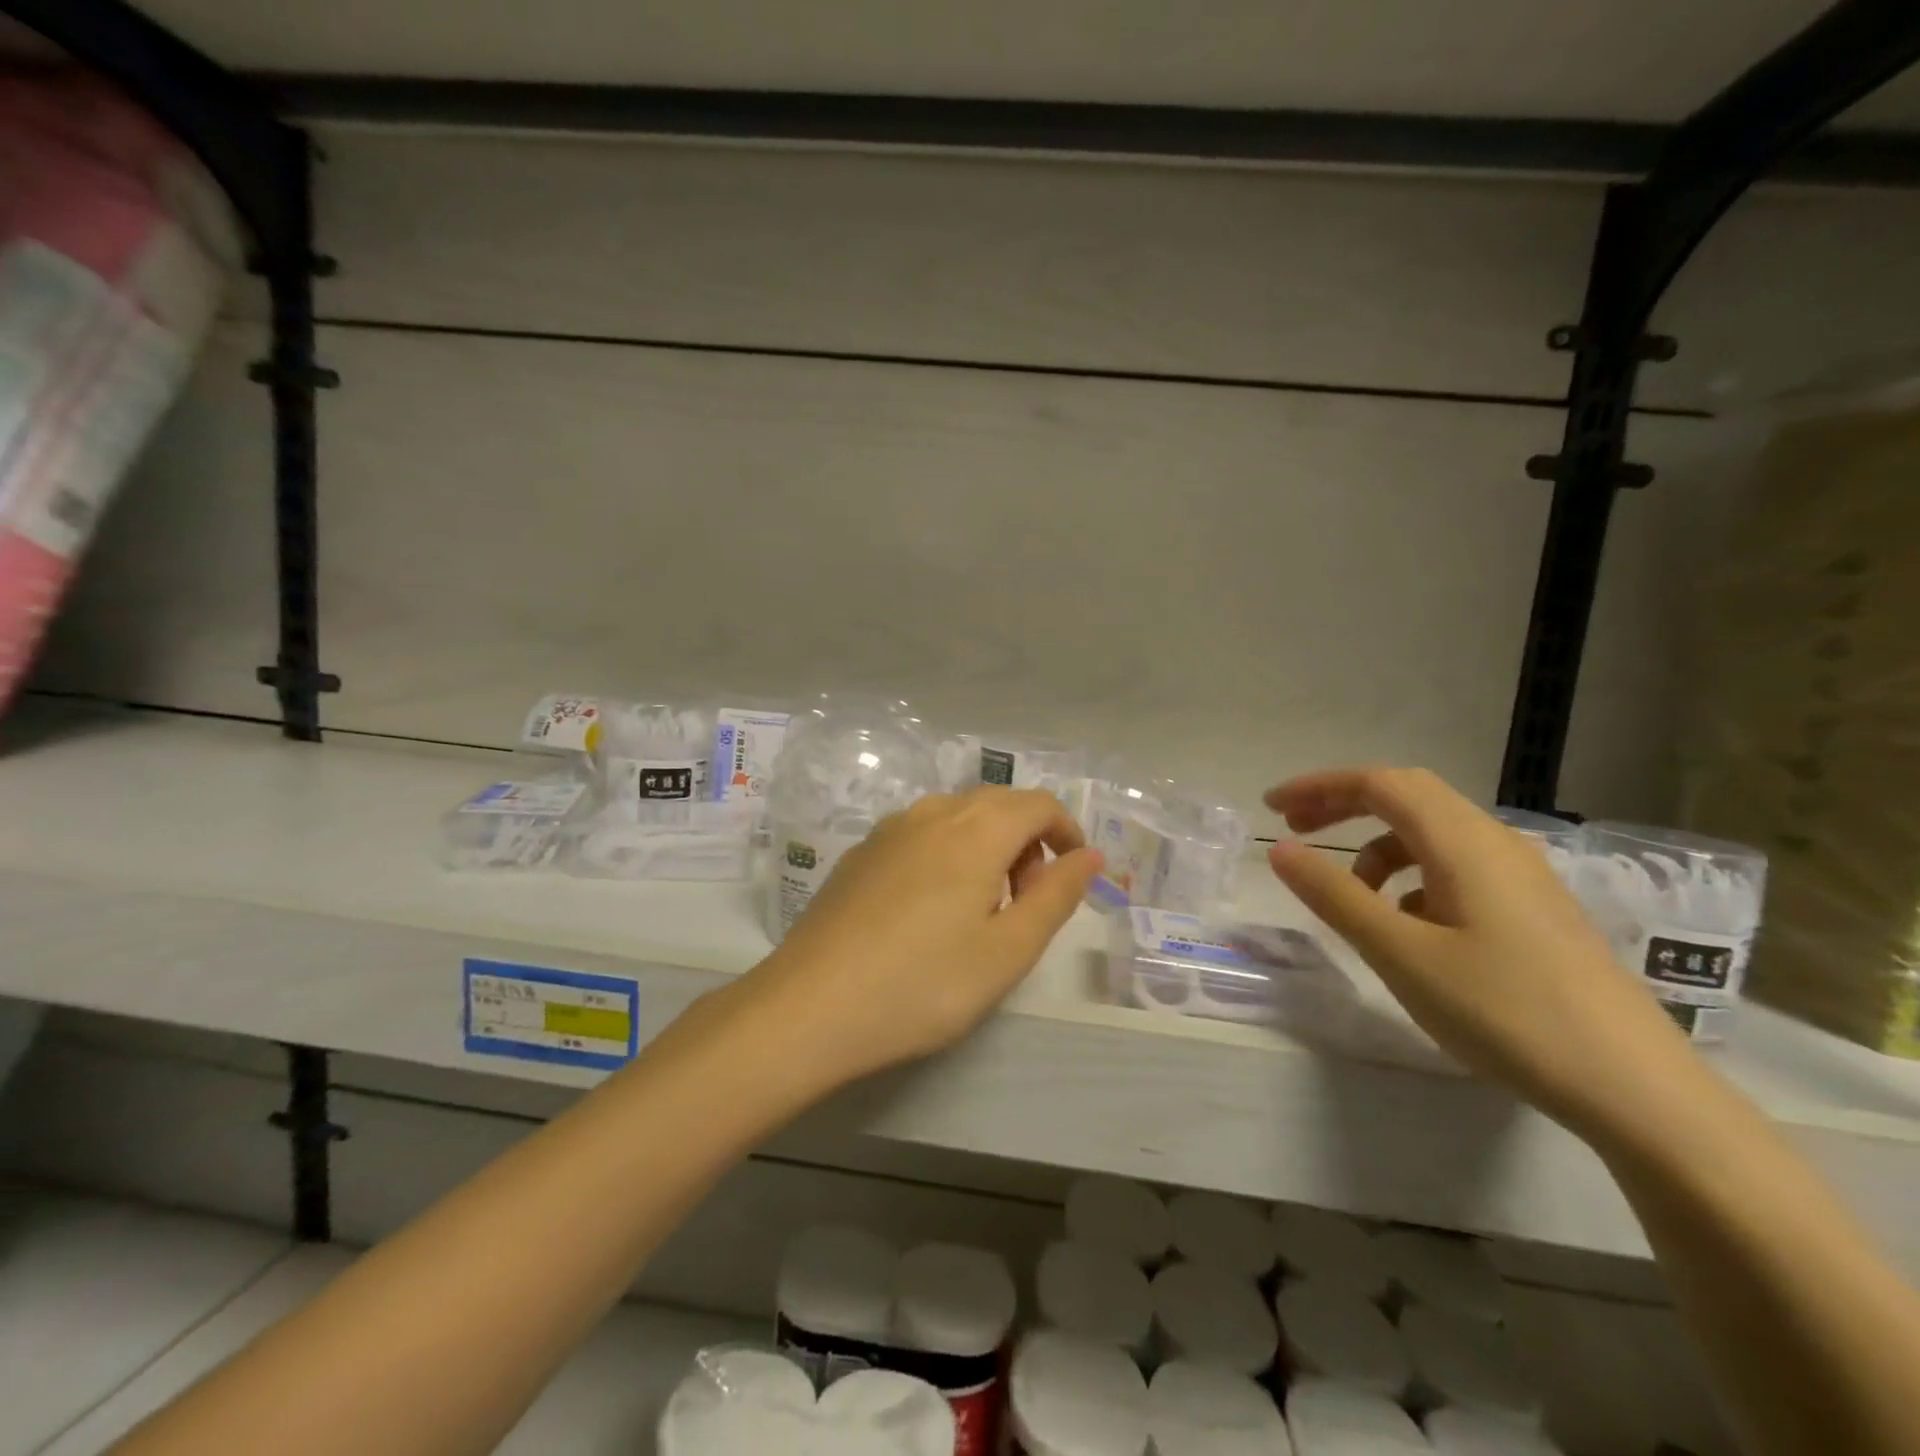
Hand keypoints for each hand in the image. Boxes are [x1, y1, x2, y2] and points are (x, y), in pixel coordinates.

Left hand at [734, 788, 1101, 1089]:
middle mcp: (932, 814)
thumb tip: (1089, 856)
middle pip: (997, 804)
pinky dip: (948, 854)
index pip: (1038, 804)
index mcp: (975, 830)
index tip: (1073, 877)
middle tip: (1028, 902)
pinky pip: (921, 834)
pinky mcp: (860, 854)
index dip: (1066, 832)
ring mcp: (889, 830)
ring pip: (957, 817)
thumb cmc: (923, 984)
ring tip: (982, 909)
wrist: (809, 1008)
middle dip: (1028, 841)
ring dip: (987, 846)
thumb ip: (1057, 896)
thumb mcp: (1008, 951)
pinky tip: (930, 910)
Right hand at [1265, 767, 1700, 1138]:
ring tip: (1351, 895)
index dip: (1319, 787)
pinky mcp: (1534, 909)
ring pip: (1432, 833)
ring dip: (1378, 846)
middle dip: (1344, 805)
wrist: (1635, 1088)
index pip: (1379, 783)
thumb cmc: (1505, 1012)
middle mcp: (1495, 842)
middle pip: (1407, 796)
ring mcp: (1522, 876)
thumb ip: (1335, 896)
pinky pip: (1457, 867)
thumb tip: (1279, 850)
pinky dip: (1413, 876)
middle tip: (1296, 830)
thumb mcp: (1401, 954)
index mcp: (1462, 842)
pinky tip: (1408, 925)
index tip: (1270, 807)